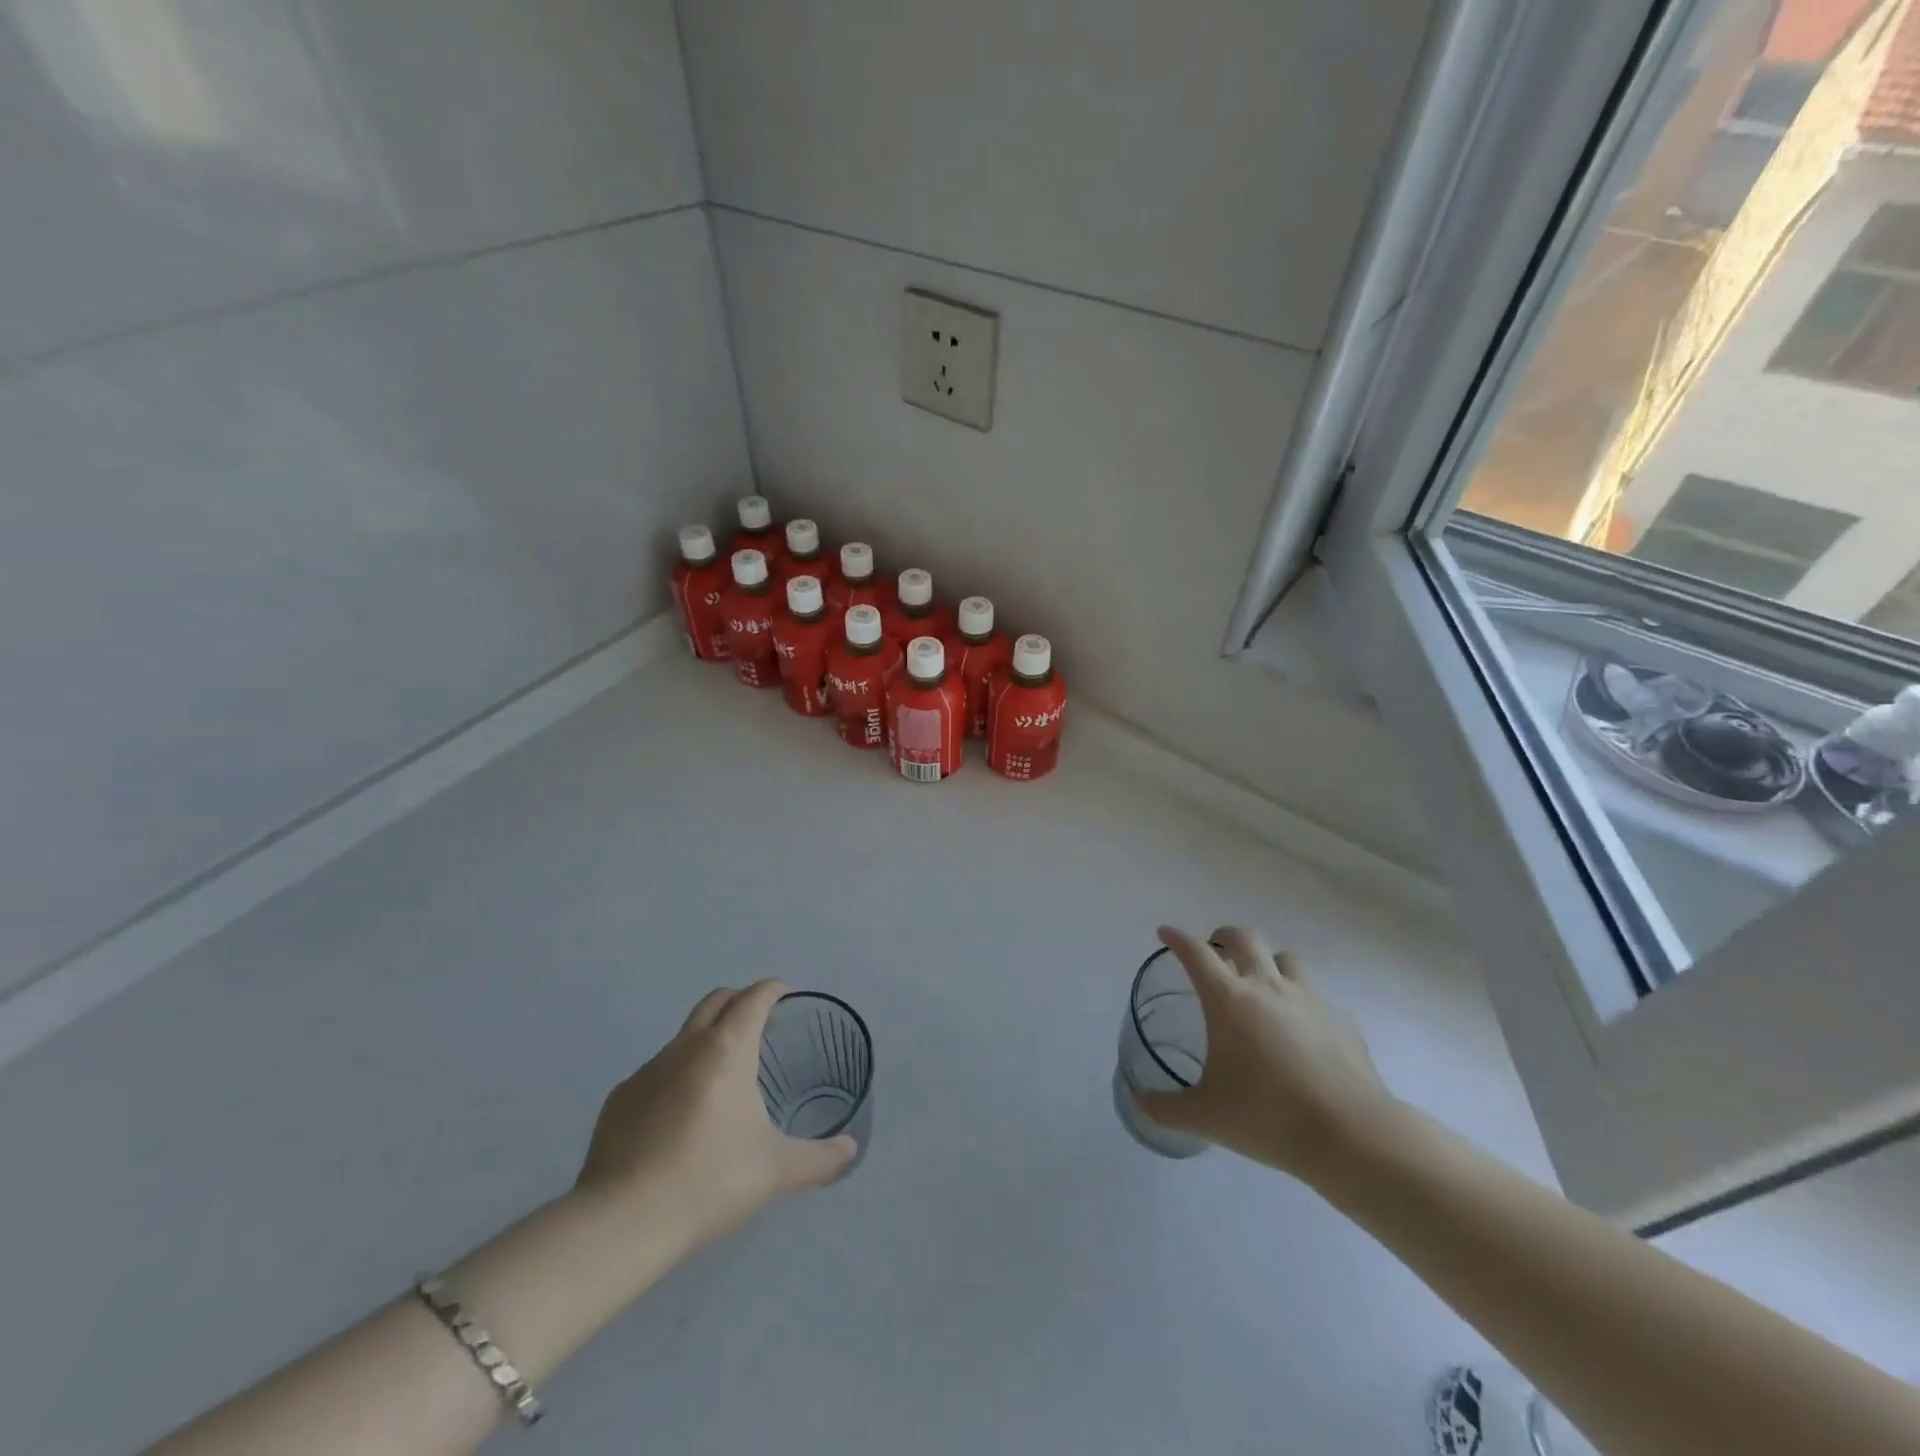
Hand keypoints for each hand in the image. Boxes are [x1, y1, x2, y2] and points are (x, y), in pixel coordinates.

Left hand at [573, 980, 855, 1255]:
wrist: (622, 1223)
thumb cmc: (710, 1181)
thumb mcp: (776, 1171)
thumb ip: (820, 1158)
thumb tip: (850, 1150)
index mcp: (727, 1049)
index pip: (754, 997)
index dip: (774, 990)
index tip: (787, 998)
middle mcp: (686, 1046)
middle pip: (716, 1000)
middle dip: (741, 1001)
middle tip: (760, 1026)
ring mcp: (647, 1070)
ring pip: (685, 1036)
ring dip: (708, 1040)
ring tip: (723, 1080)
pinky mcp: (620, 1098)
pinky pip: (657, 1072)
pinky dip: (676, 1077)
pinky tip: (680, 1120)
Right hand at [1134, 925, 1400, 1183]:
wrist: (1351, 1135)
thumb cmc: (1267, 1116)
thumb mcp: (1206, 1116)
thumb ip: (1166, 1108)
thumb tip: (1141, 1102)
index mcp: (1229, 1000)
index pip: (1196, 953)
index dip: (1177, 938)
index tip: (1165, 934)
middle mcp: (1267, 987)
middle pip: (1244, 938)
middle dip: (1224, 936)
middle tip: (1214, 952)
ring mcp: (1309, 999)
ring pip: (1286, 959)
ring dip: (1268, 962)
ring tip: (1260, 985)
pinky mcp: (1340, 1020)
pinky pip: (1315, 996)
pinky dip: (1300, 1002)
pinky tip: (1300, 1031)